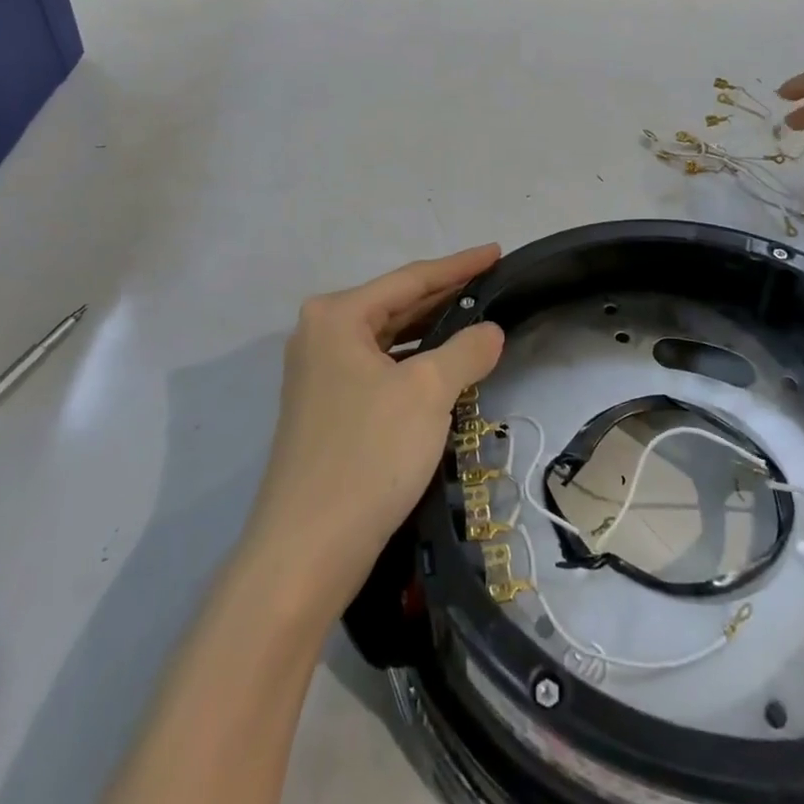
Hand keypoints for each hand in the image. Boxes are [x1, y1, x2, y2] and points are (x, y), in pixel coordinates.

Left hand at [246, 245, 505, 613]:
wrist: (307, 551)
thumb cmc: (368, 454)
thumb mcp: (428, 392)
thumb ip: (466, 350)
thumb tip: (490, 330)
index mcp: (337, 315)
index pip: (410, 278)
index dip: (459, 265)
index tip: (496, 252)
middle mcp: (321, 334)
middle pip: (396, 304)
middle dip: (445, 295)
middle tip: (492, 284)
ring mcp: (320, 373)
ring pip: (388, 338)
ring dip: (431, 331)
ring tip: (476, 321)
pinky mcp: (327, 408)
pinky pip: (380, 368)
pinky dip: (413, 363)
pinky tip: (443, 368)